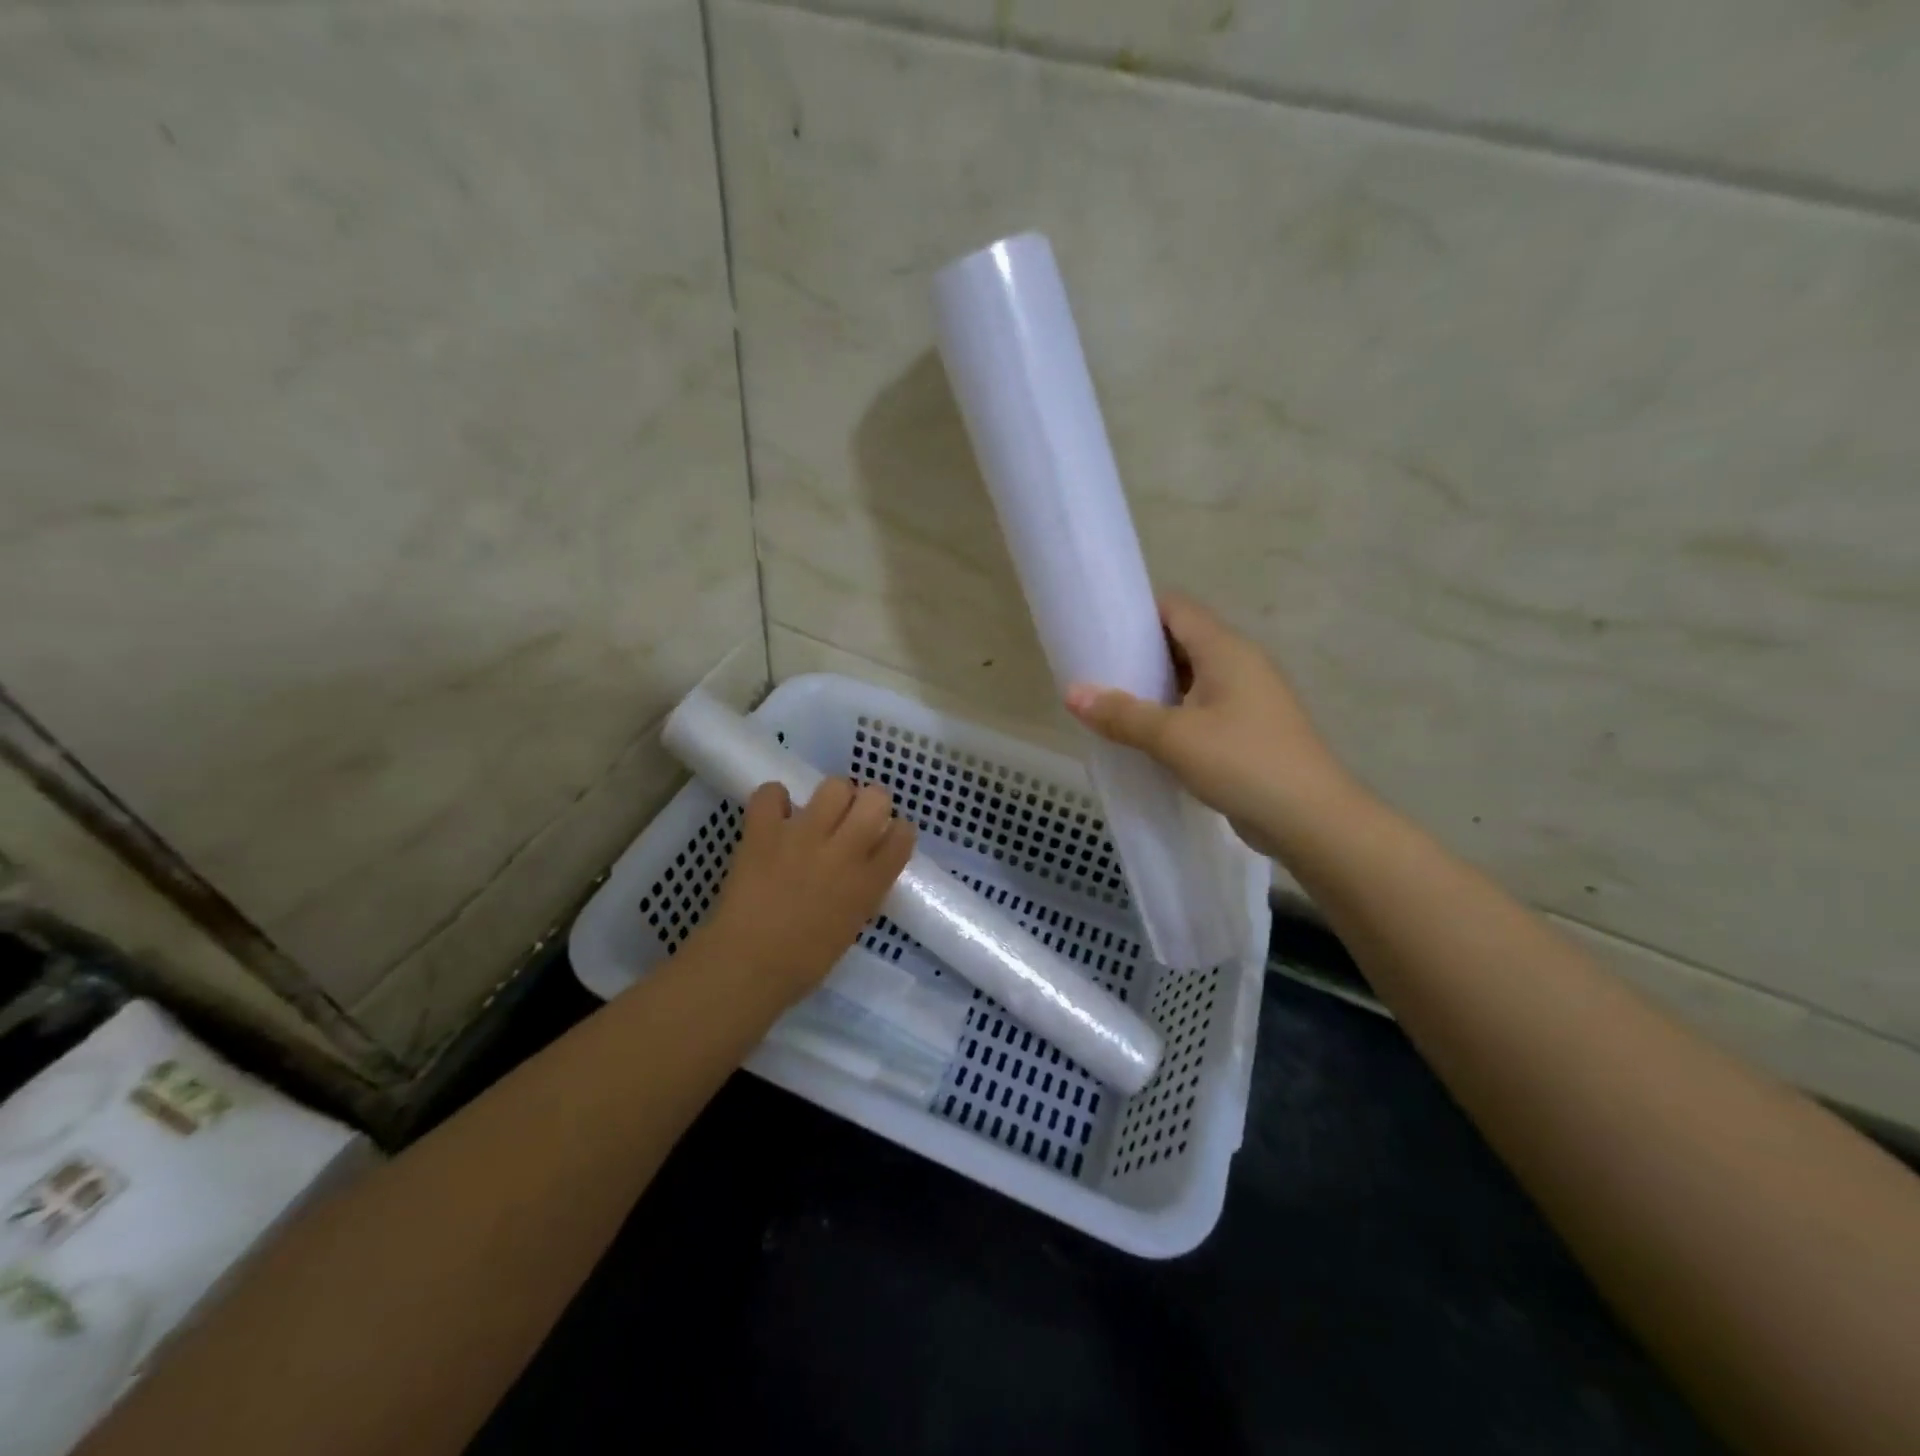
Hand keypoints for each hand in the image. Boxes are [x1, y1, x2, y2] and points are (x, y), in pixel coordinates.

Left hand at [697, 778, 915, 1006]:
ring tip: (818, 814)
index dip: (897, 830)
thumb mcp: (851, 925)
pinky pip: (772, 793)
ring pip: (834, 787)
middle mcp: (843, 851)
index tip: (884, 836)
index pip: (902, 835)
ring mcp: (803, 837)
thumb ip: (863, 890)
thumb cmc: (804, 962)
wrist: (746, 966)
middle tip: (853, 819)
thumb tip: (863, 866)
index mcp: (869, 883)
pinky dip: (774, 800)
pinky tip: (775, 816)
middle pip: (876, 798)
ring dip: (831, 797)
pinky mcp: (765, 832)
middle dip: (870, 803)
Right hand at [1063, 593, 1355, 855]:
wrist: (1311, 820)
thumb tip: (1072, 693)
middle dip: (1140, 653)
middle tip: (1097, 670)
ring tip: (1112, 703)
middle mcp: (1239, 665)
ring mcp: (1247, 699)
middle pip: (1182, 641)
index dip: (1137, 612)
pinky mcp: (1248, 731)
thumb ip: (1122, 714)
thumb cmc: (1243, 763)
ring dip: (1155, 688)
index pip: (1177, 609)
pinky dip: (1172, 714)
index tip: (1099, 629)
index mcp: (1226, 650)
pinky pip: (1201, 708)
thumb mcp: (1174, 737)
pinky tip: (1145, 736)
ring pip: (1191, 679)